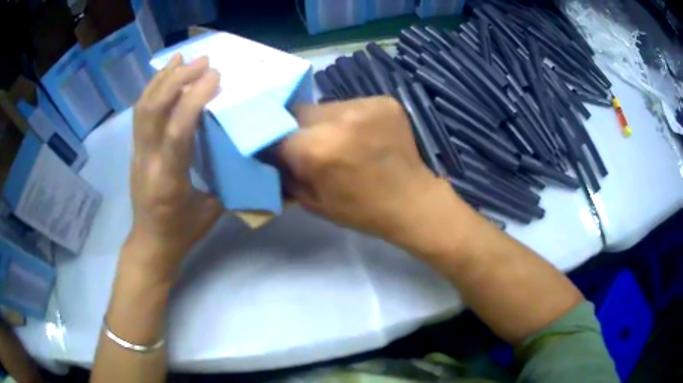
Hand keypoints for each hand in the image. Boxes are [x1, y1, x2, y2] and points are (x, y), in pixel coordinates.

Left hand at [128, 54, 222, 279]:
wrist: (150, 244)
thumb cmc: (182, 232)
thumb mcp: (211, 211)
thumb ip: (226, 179)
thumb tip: (248, 152)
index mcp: (169, 180)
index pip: (177, 132)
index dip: (194, 99)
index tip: (215, 77)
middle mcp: (147, 162)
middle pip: (153, 110)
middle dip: (177, 79)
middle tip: (202, 61)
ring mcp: (137, 154)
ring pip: (142, 107)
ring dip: (163, 78)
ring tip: (183, 59)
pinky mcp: (135, 150)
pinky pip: (140, 113)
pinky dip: (153, 89)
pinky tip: (166, 76)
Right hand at [277, 97, 448, 241]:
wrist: (413, 201)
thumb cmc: (361, 210)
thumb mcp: (314, 202)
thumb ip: (287, 175)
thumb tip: (272, 157)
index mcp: (317, 149)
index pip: (277, 133)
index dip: (276, 143)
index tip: (280, 152)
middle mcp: (338, 119)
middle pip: (299, 113)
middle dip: (298, 129)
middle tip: (309, 146)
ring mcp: (365, 105)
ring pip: (326, 106)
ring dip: (324, 122)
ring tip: (340, 141)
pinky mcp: (384, 101)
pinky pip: (351, 105)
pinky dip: (349, 118)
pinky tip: (361, 135)